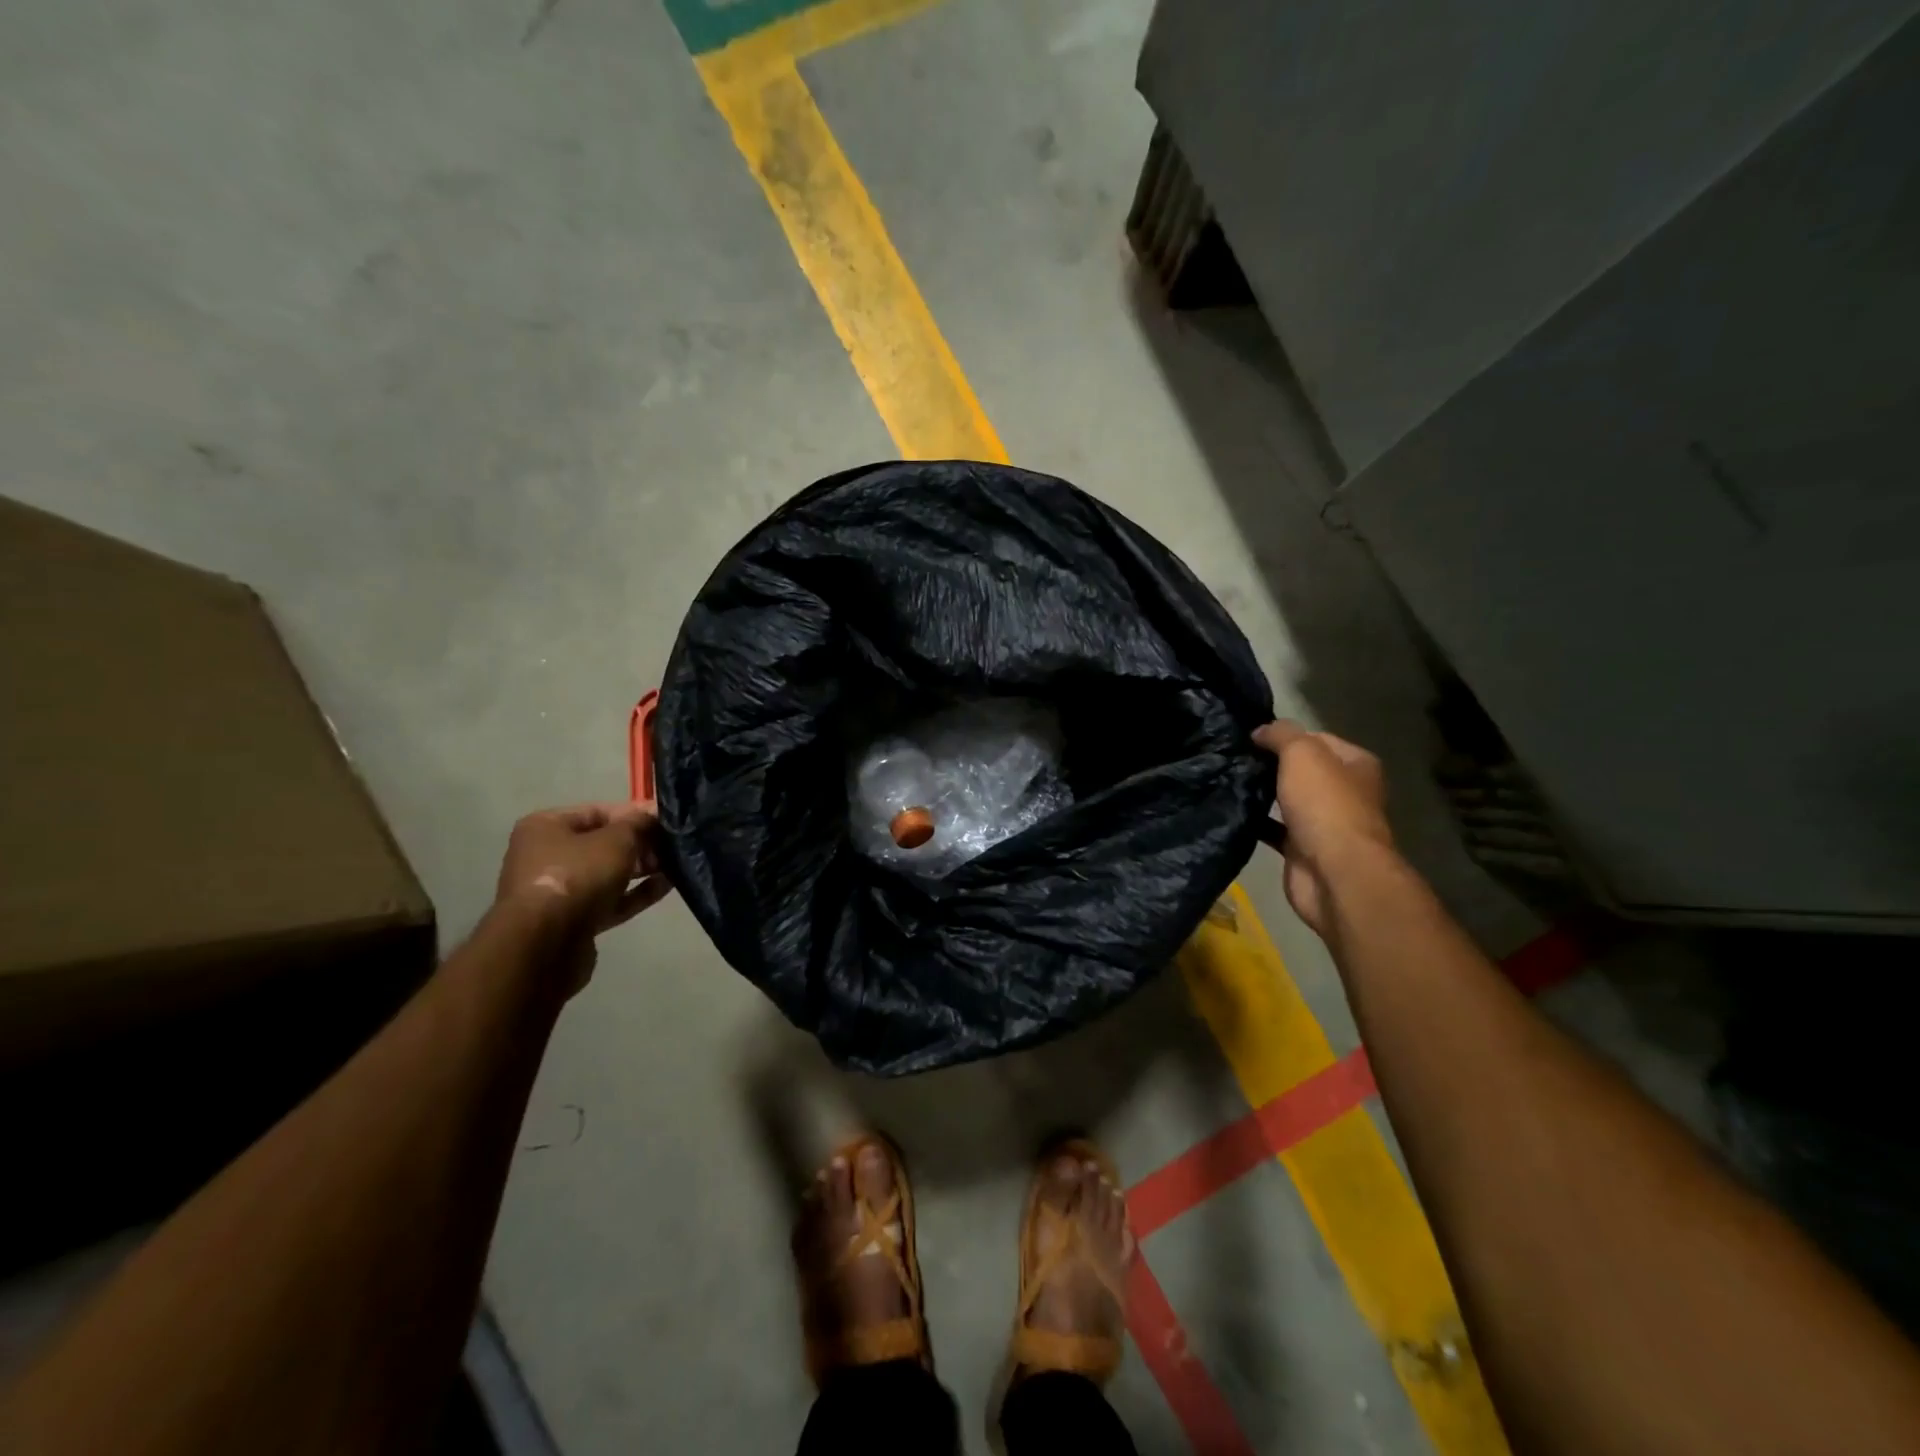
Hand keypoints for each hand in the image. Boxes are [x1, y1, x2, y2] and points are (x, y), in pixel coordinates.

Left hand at [495, 802, 671, 988]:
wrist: (546, 943)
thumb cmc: (577, 875)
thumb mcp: (616, 839)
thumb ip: (638, 824)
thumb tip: (654, 814)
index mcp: (546, 827)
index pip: (598, 811)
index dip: (635, 813)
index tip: (667, 818)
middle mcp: (547, 856)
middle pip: (603, 843)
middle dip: (641, 843)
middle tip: (675, 844)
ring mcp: (560, 891)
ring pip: (608, 873)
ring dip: (642, 868)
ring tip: (677, 864)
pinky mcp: (574, 921)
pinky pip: (610, 900)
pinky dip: (636, 893)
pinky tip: (667, 885)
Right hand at [1253, 721, 1395, 937]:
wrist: (1333, 872)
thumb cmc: (1325, 805)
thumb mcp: (1302, 754)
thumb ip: (1281, 734)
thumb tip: (1260, 731)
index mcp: (1356, 764)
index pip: (1317, 739)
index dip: (1286, 736)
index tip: (1251, 738)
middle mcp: (1345, 792)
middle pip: (1302, 770)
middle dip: (1270, 765)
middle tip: (1235, 758)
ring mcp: (1325, 823)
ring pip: (1287, 799)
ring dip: (1262, 793)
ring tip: (1228, 780)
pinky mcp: (1302, 849)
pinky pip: (1274, 828)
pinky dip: (1256, 821)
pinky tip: (1232, 811)